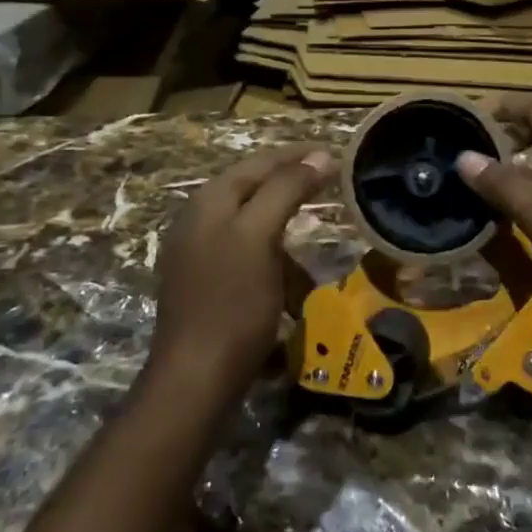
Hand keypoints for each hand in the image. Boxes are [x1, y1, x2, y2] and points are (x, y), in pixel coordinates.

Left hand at [149, 144, 334, 395]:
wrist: (196, 379)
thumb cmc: (232, 303)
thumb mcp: (260, 237)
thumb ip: (287, 189)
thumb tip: (319, 154)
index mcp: (208, 201)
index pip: (259, 161)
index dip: (297, 154)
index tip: (335, 152)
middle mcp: (198, 219)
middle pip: (253, 187)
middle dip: (292, 183)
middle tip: (330, 181)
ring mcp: (198, 252)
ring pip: (250, 220)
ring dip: (284, 219)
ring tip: (315, 223)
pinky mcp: (205, 282)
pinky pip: (246, 251)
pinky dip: (273, 252)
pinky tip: (290, 270)